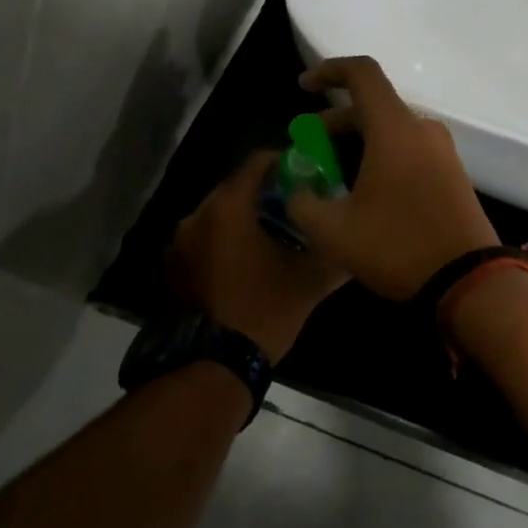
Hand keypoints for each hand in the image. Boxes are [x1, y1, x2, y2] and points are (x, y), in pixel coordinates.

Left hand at [166, 150, 347, 362]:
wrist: (211, 366)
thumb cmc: (263, 311)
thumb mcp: (309, 282)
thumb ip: (335, 254)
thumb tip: (356, 241)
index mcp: (228, 207)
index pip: (257, 162)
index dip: (285, 162)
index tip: (307, 176)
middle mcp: (197, 214)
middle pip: (236, 187)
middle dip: (265, 193)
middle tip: (294, 208)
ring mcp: (178, 242)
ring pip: (218, 214)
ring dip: (242, 219)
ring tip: (271, 238)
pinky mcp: (171, 267)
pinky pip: (203, 239)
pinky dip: (223, 241)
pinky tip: (244, 263)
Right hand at [288, 57, 500, 300]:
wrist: (469, 280)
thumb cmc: (397, 247)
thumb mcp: (333, 231)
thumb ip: (302, 202)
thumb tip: (295, 189)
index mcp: (394, 128)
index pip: (362, 73)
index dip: (328, 71)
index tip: (303, 87)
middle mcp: (421, 129)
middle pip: (372, 105)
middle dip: (334, 120)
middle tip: (307, 146)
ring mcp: (441, 150)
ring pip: (390, 129)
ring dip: (356, 140)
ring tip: (330, 171)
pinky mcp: (451, 172)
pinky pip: (408, 147)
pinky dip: (380, 153)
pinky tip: (363, 188)